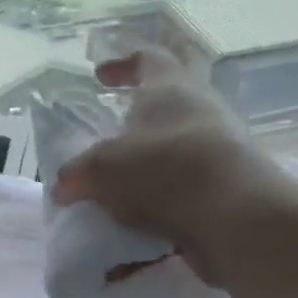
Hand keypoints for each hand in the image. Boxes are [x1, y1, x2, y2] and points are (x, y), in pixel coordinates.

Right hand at [50, 52, 287, 286]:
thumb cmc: (162, 170)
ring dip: (150, 169)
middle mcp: (201, 112)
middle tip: (114, 137)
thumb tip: (64, 185)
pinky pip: (187, 195)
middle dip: (141, 119)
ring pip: (179, 151)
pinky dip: (162, 211)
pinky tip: (137, 239)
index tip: (100, 76)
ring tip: (119, 194)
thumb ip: (78, 174)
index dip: (122, 64)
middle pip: (172, 103)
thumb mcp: (101, 169)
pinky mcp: (228, 190)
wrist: (233, 217)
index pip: (149, 58)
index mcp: (170, 89)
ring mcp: (220, 151)